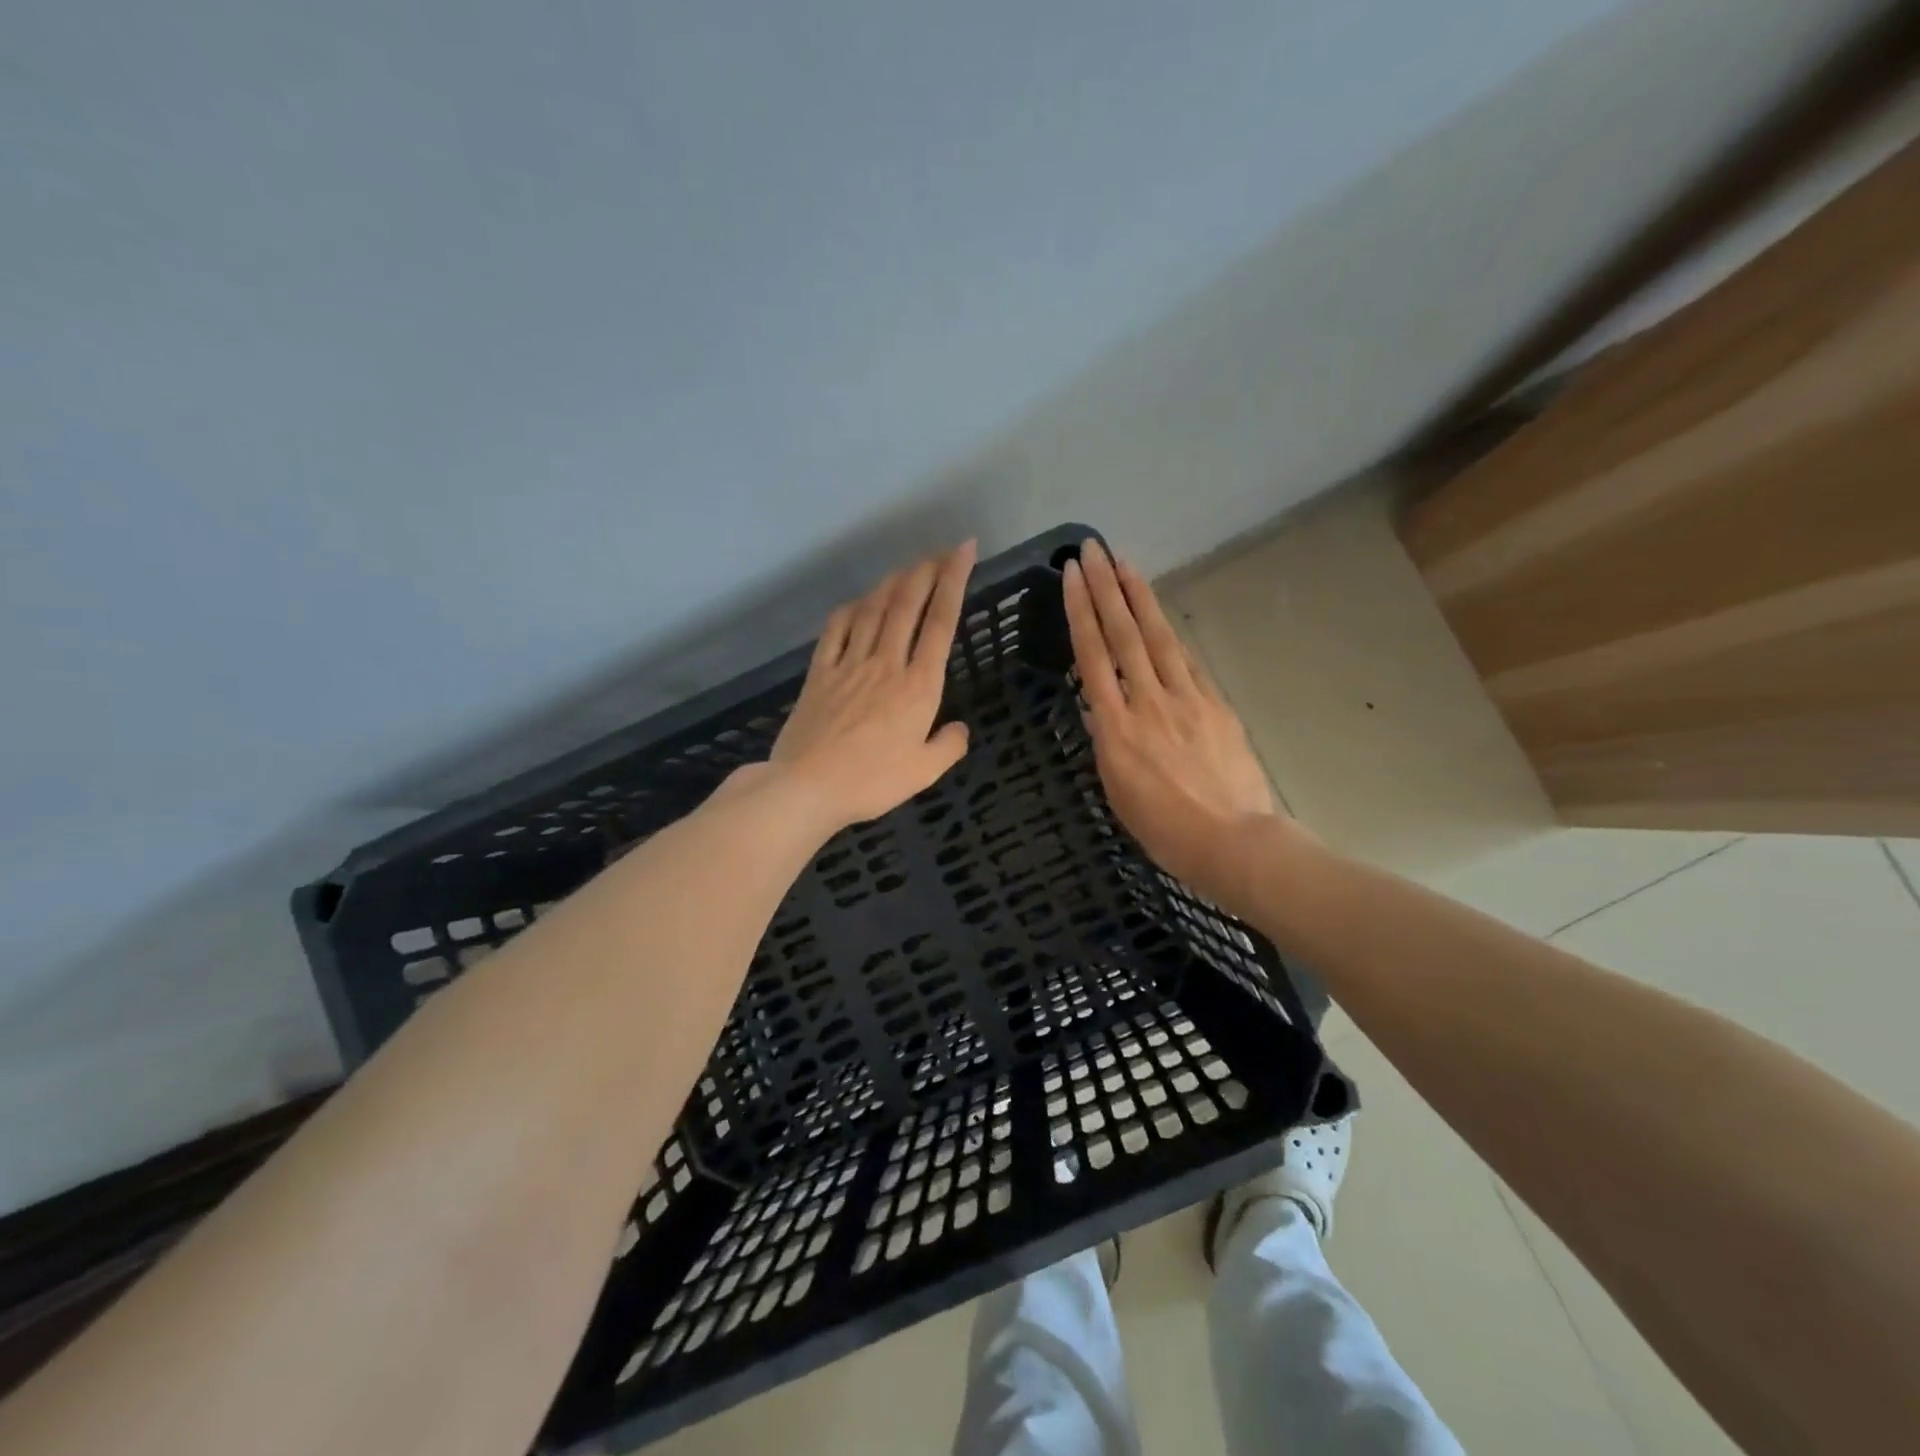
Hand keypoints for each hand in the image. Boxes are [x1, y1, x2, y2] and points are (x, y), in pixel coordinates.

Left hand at [764, 541, 976, 832]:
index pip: (941, 623)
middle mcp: (886, 664)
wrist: (808, 786)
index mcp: (918, 686)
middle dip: (926, 570)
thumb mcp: (924, 773)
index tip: (964, 551)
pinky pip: (836, 629)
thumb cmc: (872, 782)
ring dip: (892, 582)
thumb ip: (948, 747)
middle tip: (941, 550)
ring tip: (908, 566)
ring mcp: (849, 664)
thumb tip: (959, 729)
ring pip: (873, 609)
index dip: (955, 581)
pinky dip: (851, 609)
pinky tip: (859, 601)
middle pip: (907, 604)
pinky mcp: (820, 673)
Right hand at [1063, 538, 1290, 907]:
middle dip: (1106, 589)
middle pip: (1124, 635)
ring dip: (1139, 597)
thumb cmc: (1165, 830)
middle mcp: (1147, 702)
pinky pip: (1186, 661)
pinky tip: (1159, 614)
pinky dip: (1170, 633)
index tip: (1072, 577)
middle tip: (1092, 550)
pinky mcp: (1215, 704)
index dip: (1081, 612)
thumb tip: (1100, 710)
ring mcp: (1186, 699)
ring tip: (1124, 563)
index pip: (1092, 657)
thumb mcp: (1117, 790)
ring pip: (1158, 638)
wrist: (1234, 841)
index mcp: (1116, 728)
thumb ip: (1107, 743)